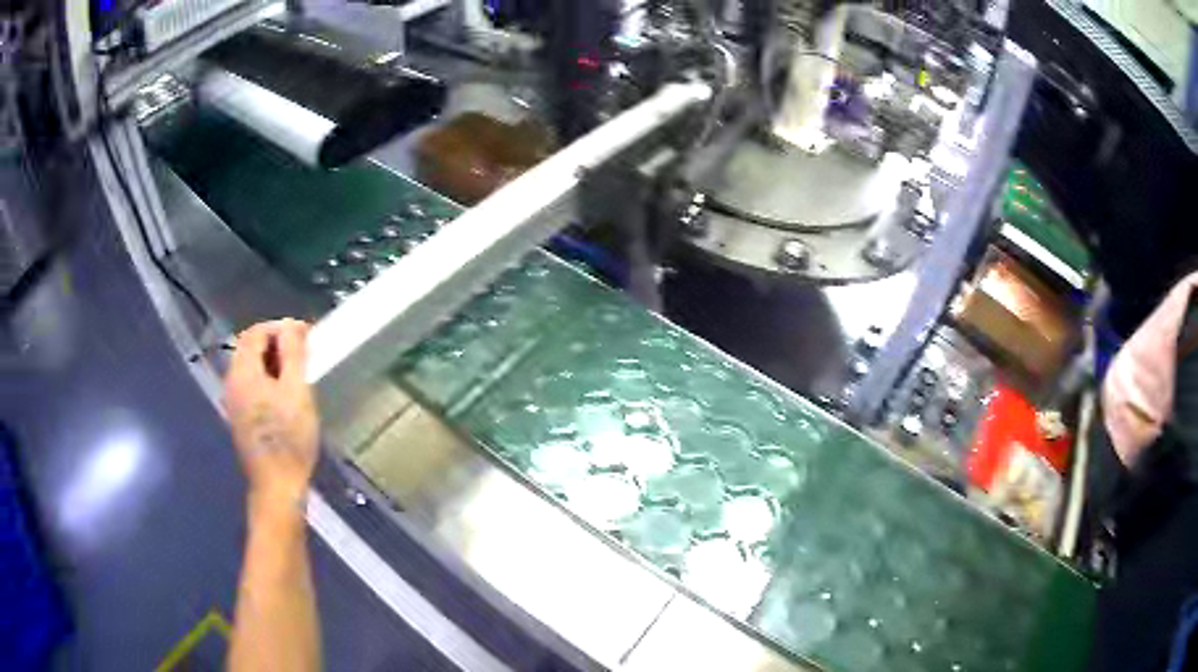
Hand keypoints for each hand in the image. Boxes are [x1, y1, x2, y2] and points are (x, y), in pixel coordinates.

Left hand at [224, 319, 319, 513]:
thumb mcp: (297, 391)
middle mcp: (232, 383)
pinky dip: (267, 381)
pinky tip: (286, 397)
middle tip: (304, 354)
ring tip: (299, 374)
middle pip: (249, 349)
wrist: (277, 486)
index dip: (279, 327)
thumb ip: (293, 353)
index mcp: (243, 373)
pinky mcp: (240, 419)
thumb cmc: (289, 438)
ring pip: (250, 369)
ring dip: (273, 363)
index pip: (255, 332)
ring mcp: (234, 403)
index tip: (305, 335)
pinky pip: (251, 386)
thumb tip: (291, 324)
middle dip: (276, 344)